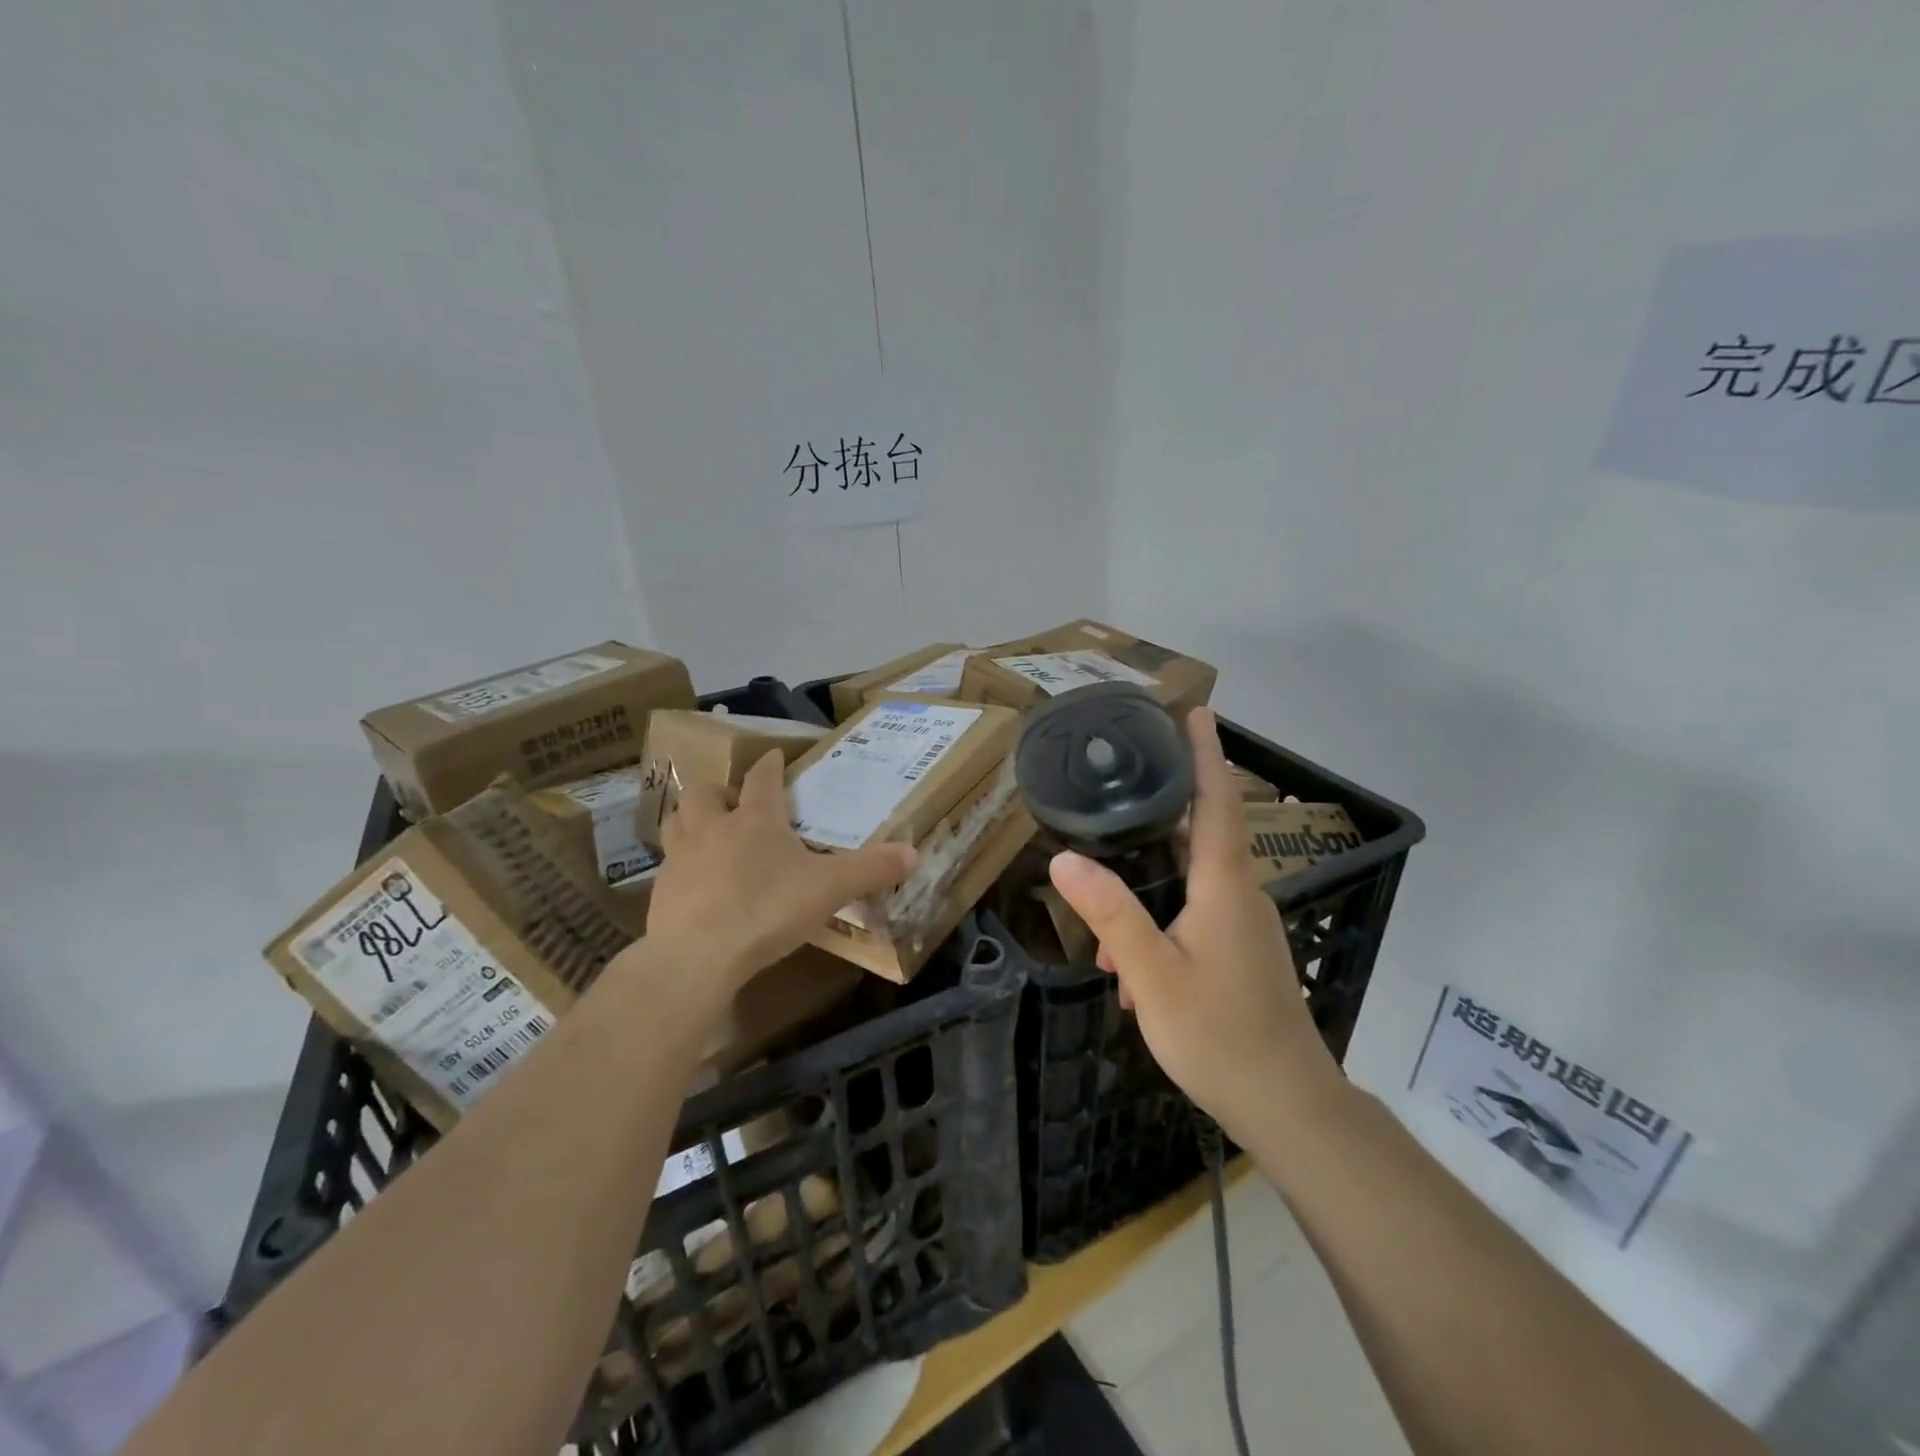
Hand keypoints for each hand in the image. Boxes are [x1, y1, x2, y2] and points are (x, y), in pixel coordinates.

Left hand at [640, 750, 917, 991]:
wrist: (697, 956)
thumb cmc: (767, 910)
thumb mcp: (830, 889)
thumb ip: (871, 869)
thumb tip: (914, 853)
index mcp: (756, 820)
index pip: (762, 778)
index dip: (770, 764)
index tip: (773, 755)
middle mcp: (713, 828)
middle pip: (706, 793)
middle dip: (721, 792)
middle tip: (736, 805)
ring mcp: (681, 858)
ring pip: (677, 822)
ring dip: (691, 819)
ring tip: (708, 833)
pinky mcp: (660, 891)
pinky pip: (668, 865)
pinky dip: (681, 865)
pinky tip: (696, 885)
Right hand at [1047, 707, 1343, 1138]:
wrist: (1286, 1104)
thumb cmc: (1219, 1034)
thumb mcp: (1152, 974)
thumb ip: (1110, 914)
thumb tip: (1065, 859)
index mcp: (1225, 888)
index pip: (1218, 804)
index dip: (1207, 756)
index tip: (1199, 712)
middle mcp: (1242, 896)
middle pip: (1203, 836)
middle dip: (1164, 815)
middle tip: (1120, 794)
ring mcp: (1246, 927)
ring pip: (1192, 886)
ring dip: (1149, 893)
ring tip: (1107, 936)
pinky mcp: (1243, 954)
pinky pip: (1196, 917)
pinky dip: (1161, 926)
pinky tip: (1130, 972)